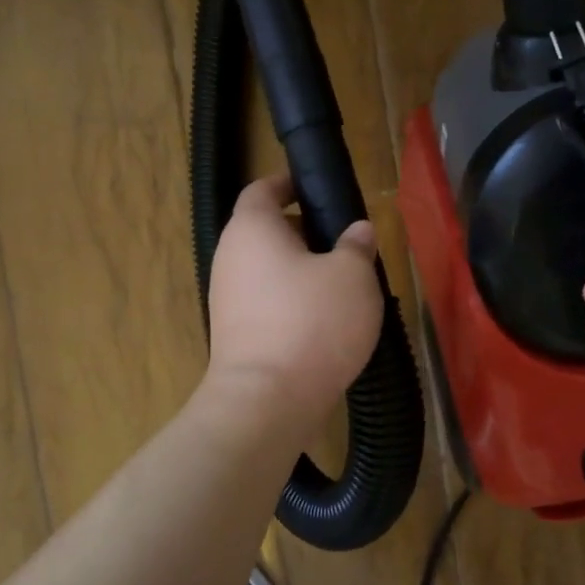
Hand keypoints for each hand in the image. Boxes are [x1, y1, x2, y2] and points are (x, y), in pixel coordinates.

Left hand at [205, 175, 383, 426]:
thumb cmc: (313, 322)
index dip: (289, 184)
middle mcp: (230, 257)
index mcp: (252, 228)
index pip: (263, 189)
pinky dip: (292, 303)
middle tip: (343, 243)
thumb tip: (357, 231)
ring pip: (267, 270)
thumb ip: (356, 245)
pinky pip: (266, 303)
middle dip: (304, 232)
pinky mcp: (234, 335)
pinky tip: (324, 322)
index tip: (316, 189)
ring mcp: (227, 299)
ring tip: (342, 286)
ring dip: (300, 271)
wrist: (267, 401)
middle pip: (265, 231)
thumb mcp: (353, 276)